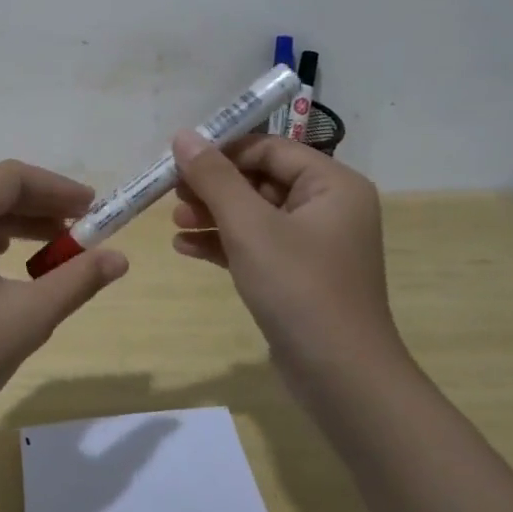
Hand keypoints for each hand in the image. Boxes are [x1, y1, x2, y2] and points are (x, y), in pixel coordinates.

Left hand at [0, 161, 128, 444]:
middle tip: (84, 228)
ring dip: (20, 224)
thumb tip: (120, 258)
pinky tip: (16, 261)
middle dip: (41, 206)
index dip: (56, 188)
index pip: (8, 179)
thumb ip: (77, 280)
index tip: (93, 209)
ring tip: (59, 246)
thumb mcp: (28, 317)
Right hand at [168, 131, 407, 388]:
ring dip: (213, 215)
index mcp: (332, 184)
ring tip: (174, 222)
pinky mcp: (297, 275)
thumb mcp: (250, 226)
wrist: (340, 377)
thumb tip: (183, 135)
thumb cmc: (299, 287)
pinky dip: (224, 243)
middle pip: (260, 179)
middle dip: (214, 186)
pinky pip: (256, 245)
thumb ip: (214, 177)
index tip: (178, 161)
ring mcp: (314, 244)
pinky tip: (185, 247)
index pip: (269, 149)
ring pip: (255, 214)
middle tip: (172, 194)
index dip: (223, 151)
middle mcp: (329, 207)